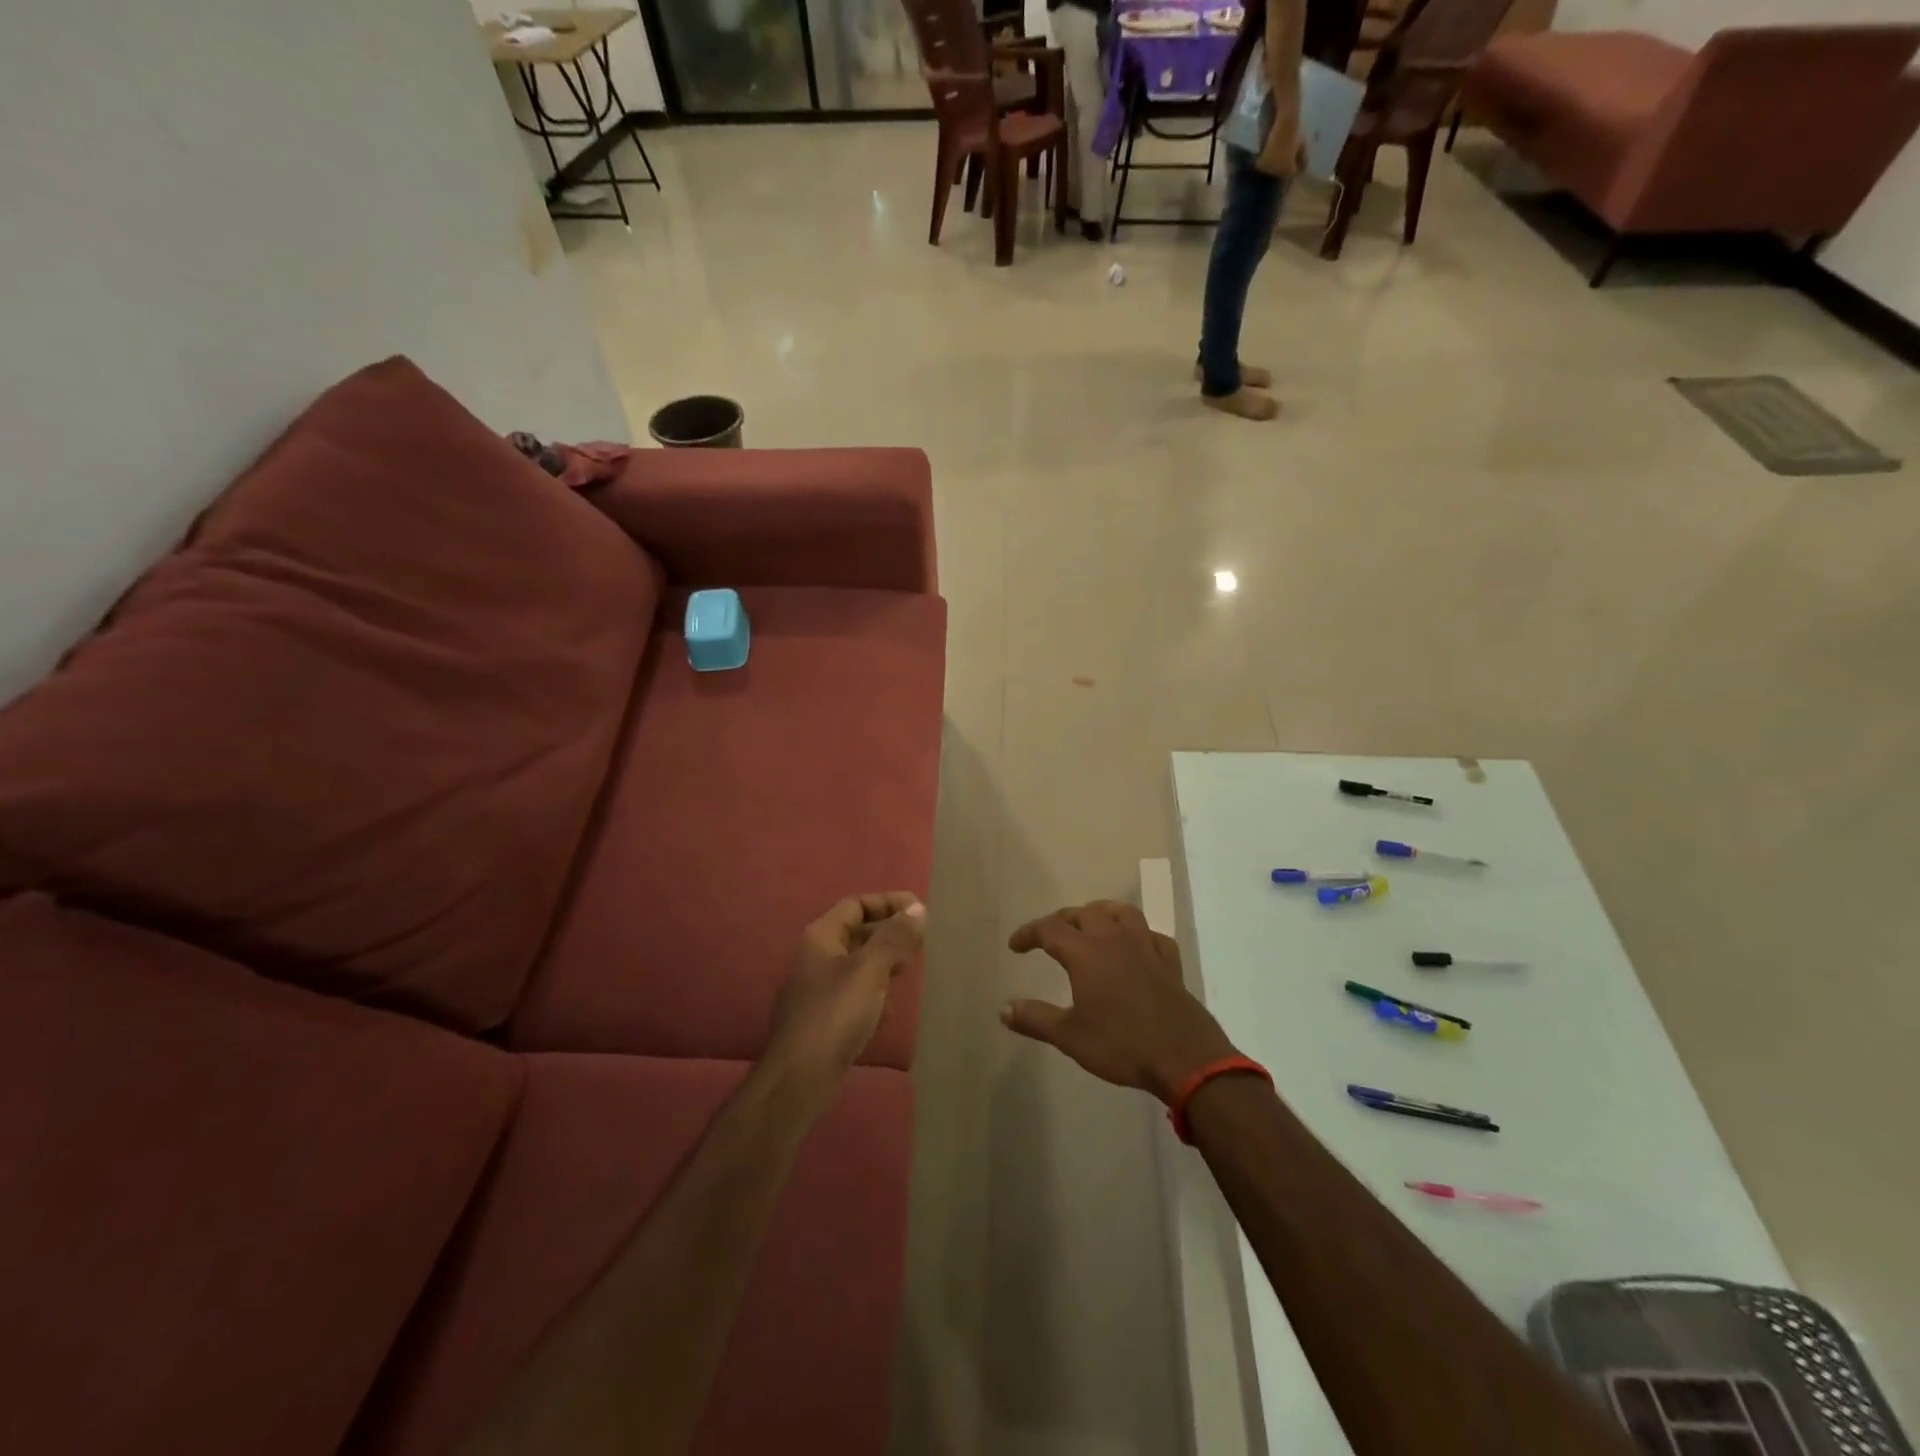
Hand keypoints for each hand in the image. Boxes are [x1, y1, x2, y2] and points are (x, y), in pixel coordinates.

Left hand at [767, 893, 926, 1087]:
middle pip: (858, 932)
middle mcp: (817, 957)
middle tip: (920, 942)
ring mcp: (819, 989)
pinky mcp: (826, 1018)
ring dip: (885, 963)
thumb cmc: (835, 1014)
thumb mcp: (870, 970)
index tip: (920, 911)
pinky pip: (856, 993)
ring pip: (859, 964)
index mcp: (822, 937)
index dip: (888, 902)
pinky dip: (876, 993)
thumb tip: (918, 908)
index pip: (857, 904)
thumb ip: (894, 937)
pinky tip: (890, 1010)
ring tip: (911, 970)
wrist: (800, 1078)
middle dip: (889, 934)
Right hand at [1002, 901, 1237, 1102]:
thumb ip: (1035, 1019)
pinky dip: (1139, 935)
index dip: (1029, 933)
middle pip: (1085, 913)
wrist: (1184, 1058)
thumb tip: (1004, 1008)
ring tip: (1092, 925)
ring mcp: (1146, 948)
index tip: (1015, 946)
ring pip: (1122, 913)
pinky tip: (1136, 948)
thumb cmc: (1121, 1045)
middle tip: (1050, 937)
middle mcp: (1114, 941)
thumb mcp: (1070, 1036)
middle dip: (1063, 919)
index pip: (1050, 929)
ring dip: (1102, 913)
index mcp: (1086, 954)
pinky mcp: (1170, 963)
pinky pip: (1153, 936)